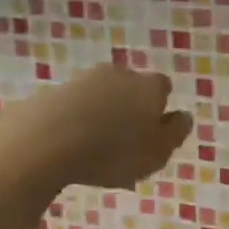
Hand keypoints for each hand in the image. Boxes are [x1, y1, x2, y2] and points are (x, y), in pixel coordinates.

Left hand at [1, 63, 192, 189]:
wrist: (45, 141)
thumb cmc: (113, 151)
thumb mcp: (157, 153)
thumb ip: (175, 133)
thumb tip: (183, 116)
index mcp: (149, 87)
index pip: (163, 88)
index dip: (160, 108)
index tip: (154, 132)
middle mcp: (119, 75)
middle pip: (131, 89)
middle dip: (129, 109)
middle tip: (125, 142)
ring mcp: (83, 80)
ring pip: (101, 96)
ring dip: (101, 115)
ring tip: (95, 149)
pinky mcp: (53, 92)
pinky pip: (74, 107)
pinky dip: (76, 121)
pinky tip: (70, 145)